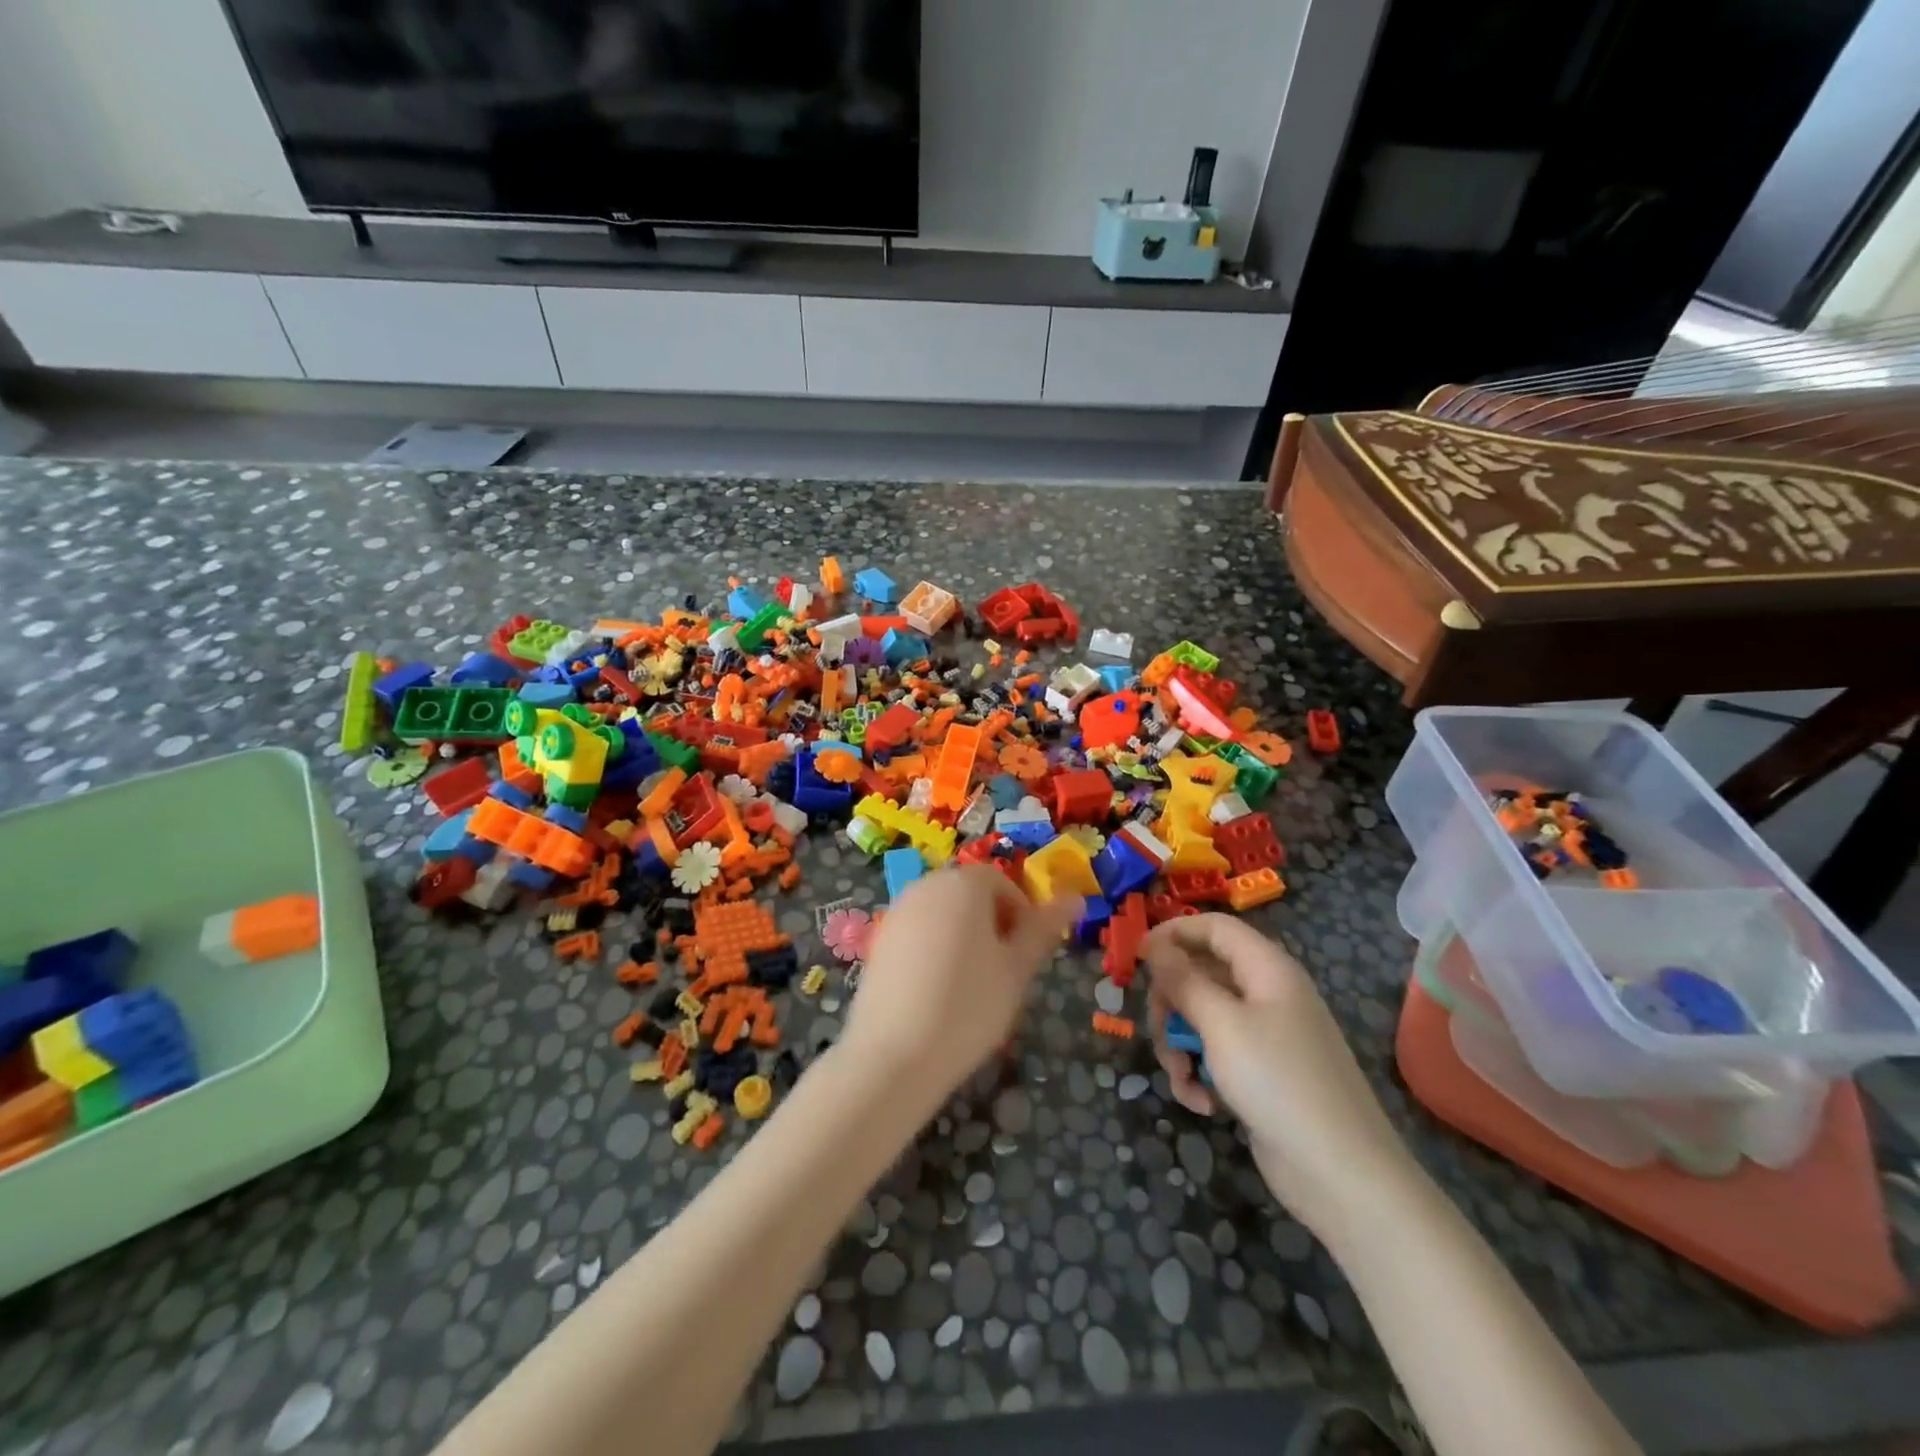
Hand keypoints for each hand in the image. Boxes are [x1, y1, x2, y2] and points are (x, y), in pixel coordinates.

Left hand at [845, 867, 1081, 1104]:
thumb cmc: (968, 1006)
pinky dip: (934, 951)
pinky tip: (937, 993)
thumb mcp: (1017, 969)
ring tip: (972, 986)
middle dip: (992, 923)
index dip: (1020, 914)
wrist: (894, 1056)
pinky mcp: (878, 941)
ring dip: (963, 937)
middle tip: (1003, 972)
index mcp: (962, 883)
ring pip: (943, 914)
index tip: (1025, 954)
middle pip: (969, 894)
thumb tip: (1075, 898)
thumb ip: (1043, 929)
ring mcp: (897, 912)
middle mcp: (926, 886)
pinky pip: (919, 933)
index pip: (1001, 881)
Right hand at [1145, 914, 1413, 1237]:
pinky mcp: (1262, 1074)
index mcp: (1267, 968)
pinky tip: (1202, 1103)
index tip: (1136, 958)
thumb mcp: (1220, 1024)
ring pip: (1203, 1018)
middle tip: (1156, 1029)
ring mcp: (1266, 1036)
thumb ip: (1183, 980)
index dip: (1173, 934)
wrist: (1343, 1175)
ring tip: (1181, 1077)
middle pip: (1202, 973)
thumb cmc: (1278, 1082)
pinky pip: (1217, 1056)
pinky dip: (1201, 1074)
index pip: (1214, 927)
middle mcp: (1267, 994)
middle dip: (1171, 1002)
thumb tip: (1153, 944)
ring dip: (1180, 1045)